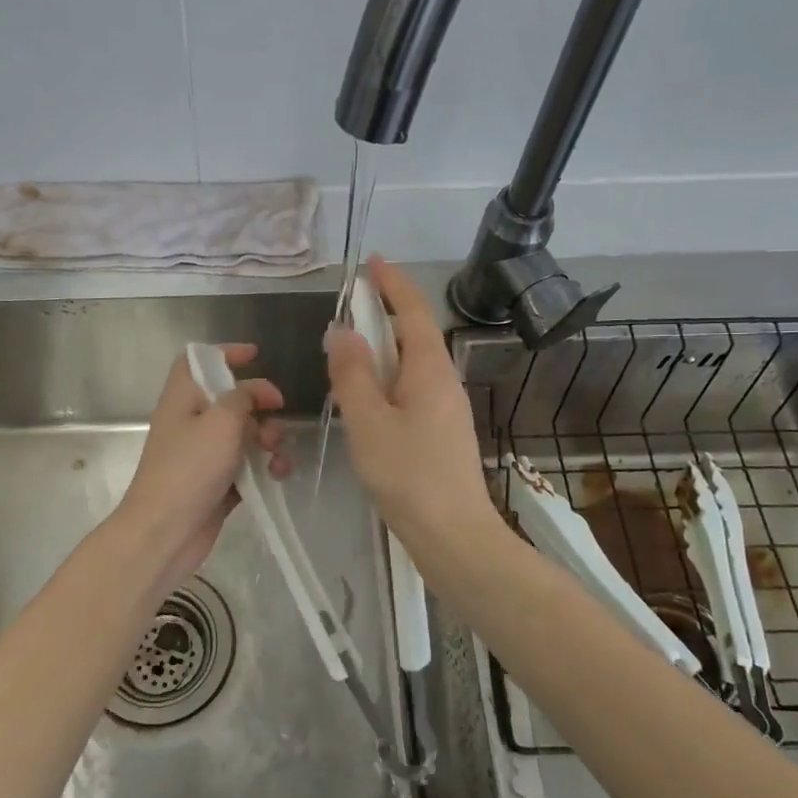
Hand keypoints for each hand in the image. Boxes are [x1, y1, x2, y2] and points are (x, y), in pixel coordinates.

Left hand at [115, 344, 287, 593]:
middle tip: (278, 410)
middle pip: (229, 399)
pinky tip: (278, 474)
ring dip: (268, 438)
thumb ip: (242, 398)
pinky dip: (264, 466)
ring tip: (278, 453)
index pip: (197, 361)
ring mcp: (202, 456)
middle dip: (259, 403)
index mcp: (183, 399)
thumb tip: (254, 392)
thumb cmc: (190, 469)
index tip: (256, 356)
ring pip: (243, 435)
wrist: (165, 532)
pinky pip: (246, 466)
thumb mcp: (221, 421)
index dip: (224, 353)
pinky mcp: (216, 485)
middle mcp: (191, 423)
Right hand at [324, 258, 503, 553]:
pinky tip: (368, 399)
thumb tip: (343, 330)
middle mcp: (443, 382)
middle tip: (353, 302)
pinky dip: (387, 379)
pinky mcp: (441, 433)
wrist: (454, 536)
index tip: (373, 261)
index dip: (392, 284)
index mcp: (429, 370)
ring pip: (412, 365)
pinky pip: (412, 390)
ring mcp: (446, 409)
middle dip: (386, 312)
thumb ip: (352, 374)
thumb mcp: (369, 421)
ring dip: (385, 348)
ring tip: (352, 350)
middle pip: (415, 335)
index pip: (412, 312)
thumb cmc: (408, 474)